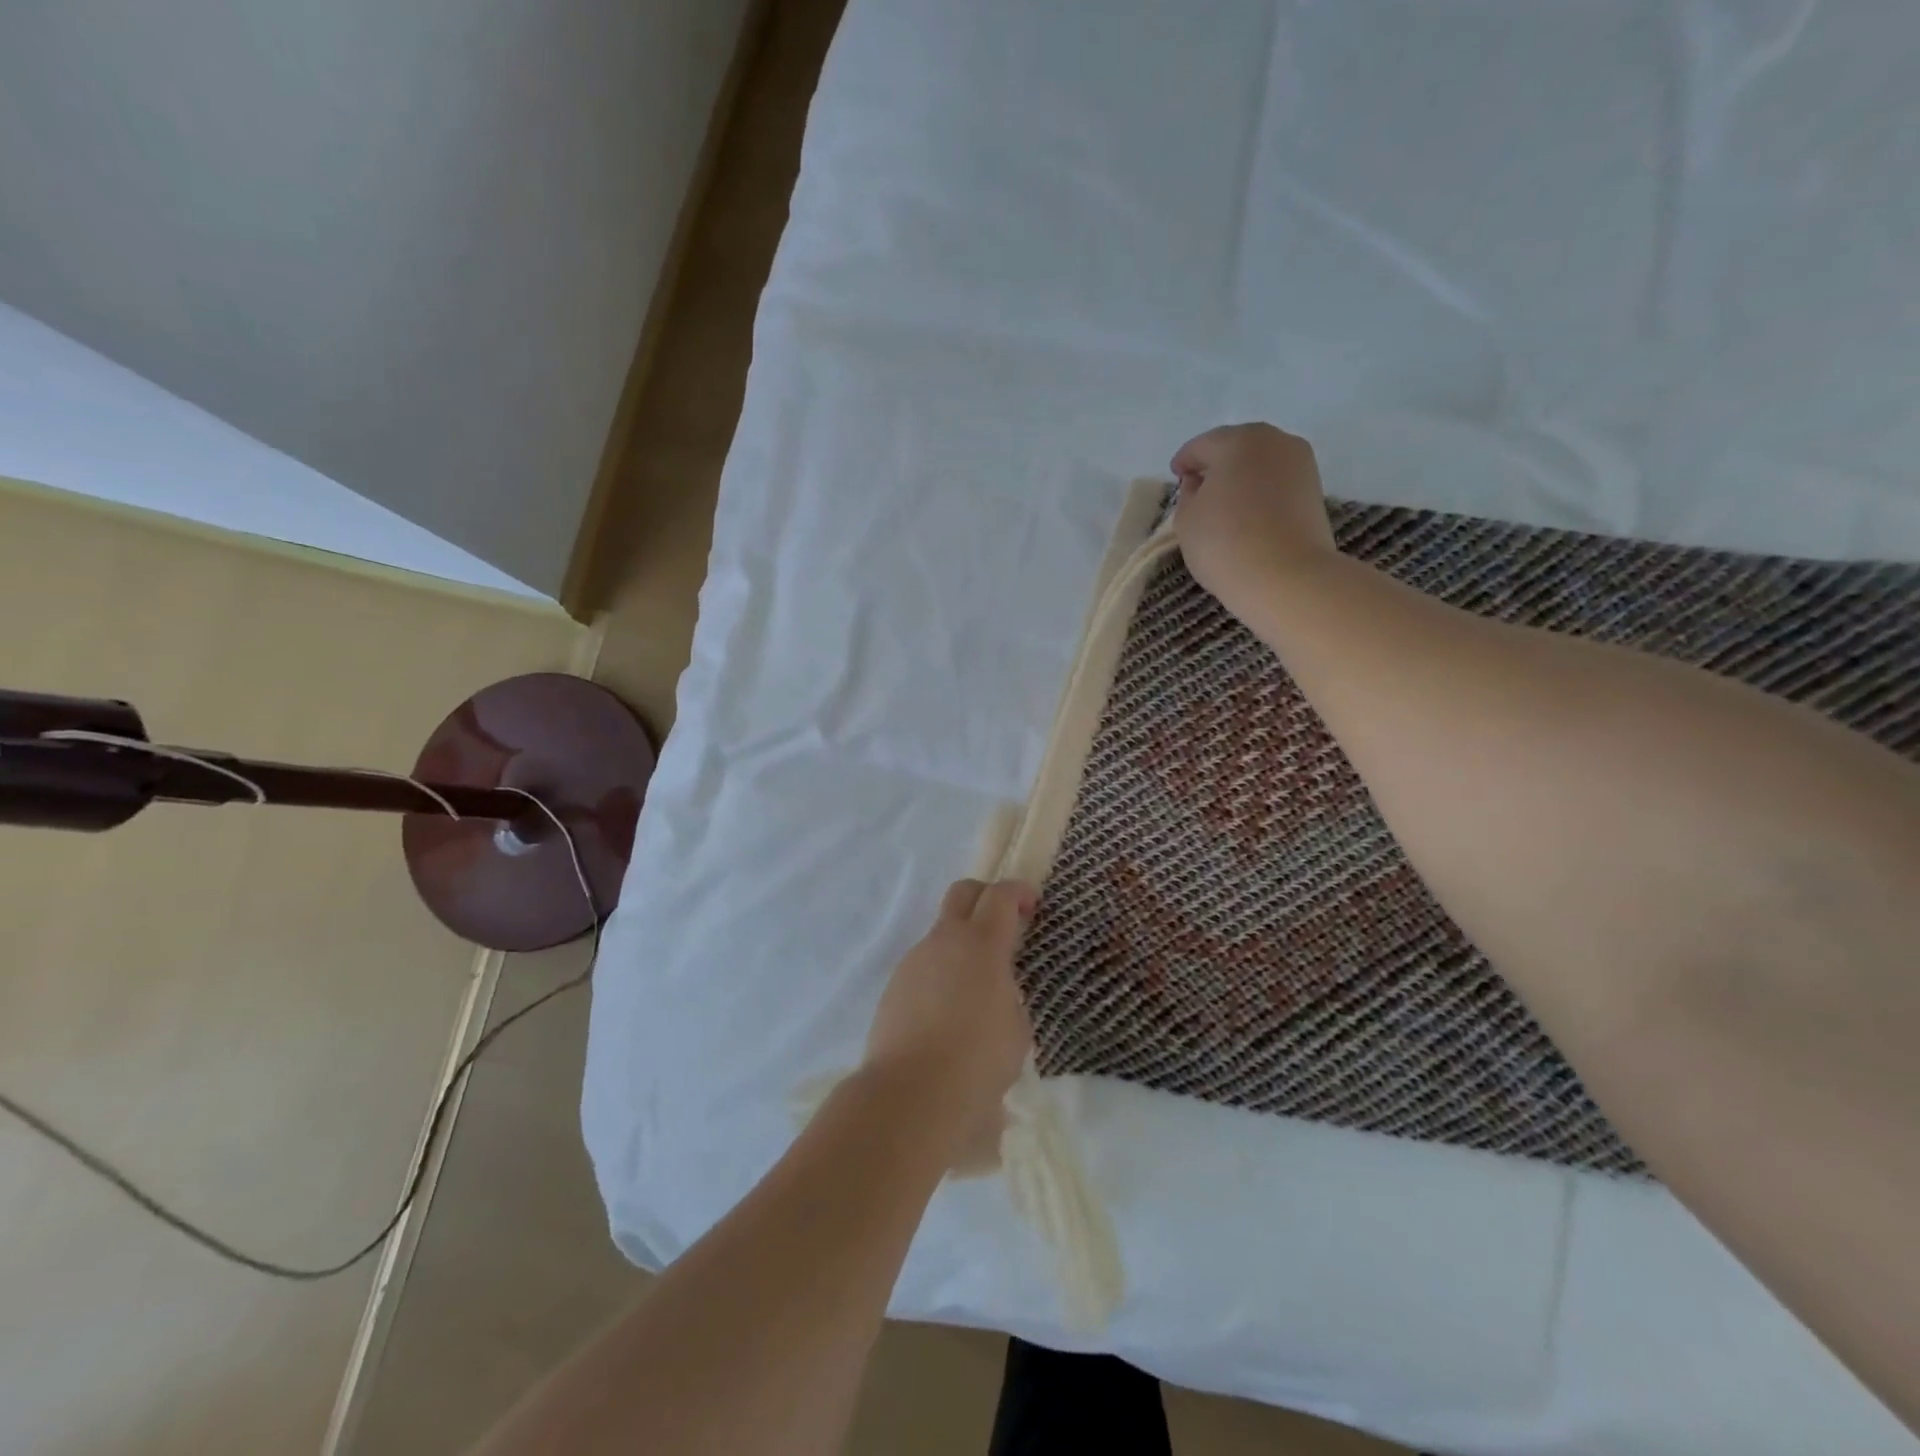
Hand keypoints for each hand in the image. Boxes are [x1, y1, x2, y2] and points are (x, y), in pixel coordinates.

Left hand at [861, 879, 1036, 1169]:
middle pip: (963, 893)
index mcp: (982, 944)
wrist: (910, 1095)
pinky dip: (942, 976)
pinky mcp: (894, 987)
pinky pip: (925, 967)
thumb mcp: (1016, 1029)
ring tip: (978, 992)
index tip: (1033, 906)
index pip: (1001, 896)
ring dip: (963, 946)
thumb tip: (994, 991)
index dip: (1020, 893)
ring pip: (942, 934)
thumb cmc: (978, 1062)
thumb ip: (1009, 995)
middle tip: (1005, 925)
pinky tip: (949, 1017)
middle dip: (986, 897)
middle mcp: (944, 942)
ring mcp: (914, 962)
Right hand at [1172, 423, 1336, 620]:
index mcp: (1237, 440)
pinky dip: (1261, 491)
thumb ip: (1188, 494)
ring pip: (1261, 463)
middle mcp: (1274, 440)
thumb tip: (1200, 484)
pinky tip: (1249, 514)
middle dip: (1216, 465)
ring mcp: (1301, 463)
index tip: (1176, 477)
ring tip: (1225, 504)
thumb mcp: (1186, 520)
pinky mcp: (1315, 489)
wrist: (1285, 576)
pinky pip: (1277, 482)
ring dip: (1241, 477)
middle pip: (1236, 447)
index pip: (1201, 446)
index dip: (1184, 462)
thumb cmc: (1224, 543)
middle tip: (1199, 488)